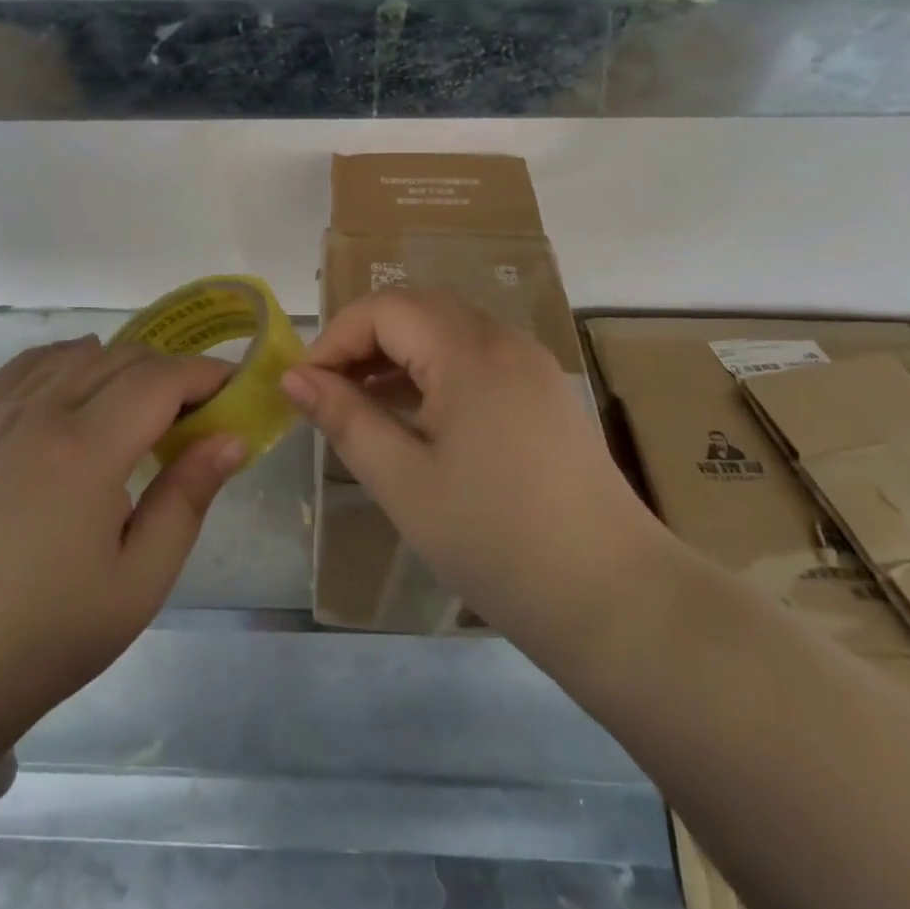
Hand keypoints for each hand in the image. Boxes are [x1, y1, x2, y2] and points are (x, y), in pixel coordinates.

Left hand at [0, 336, 246, 757]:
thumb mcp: (140, 581)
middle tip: (200, 412)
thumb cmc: (51, 634)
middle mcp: (42, 414)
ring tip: (148, 404)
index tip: (236, 390)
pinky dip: (65, 357)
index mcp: (86, 450)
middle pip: (123, 358)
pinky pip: (26, 366)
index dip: (205, 375)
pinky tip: (80, 372)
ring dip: (125, 364)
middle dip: (172, 372)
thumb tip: (231, 437)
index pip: (160, 379)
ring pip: (78, 355)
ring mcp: (2, 416)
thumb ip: (187, 498)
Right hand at [281, 289, 663, 658]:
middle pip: (417, 309)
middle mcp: (504, 340)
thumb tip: (293, 378)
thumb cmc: (496, 540)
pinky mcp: (544, 391)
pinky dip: (434, 369)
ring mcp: (531, 363)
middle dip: (364, 339)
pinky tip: (416, 414)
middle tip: (328, 390)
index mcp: (469, 353)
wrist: (616, 599)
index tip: (304, 385)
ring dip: (398, 353)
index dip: (336, 337)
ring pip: (447, 330)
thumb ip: (344, 418)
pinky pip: (476, 356)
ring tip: (361, 401)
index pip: (385, 309)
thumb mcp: (403, 481)